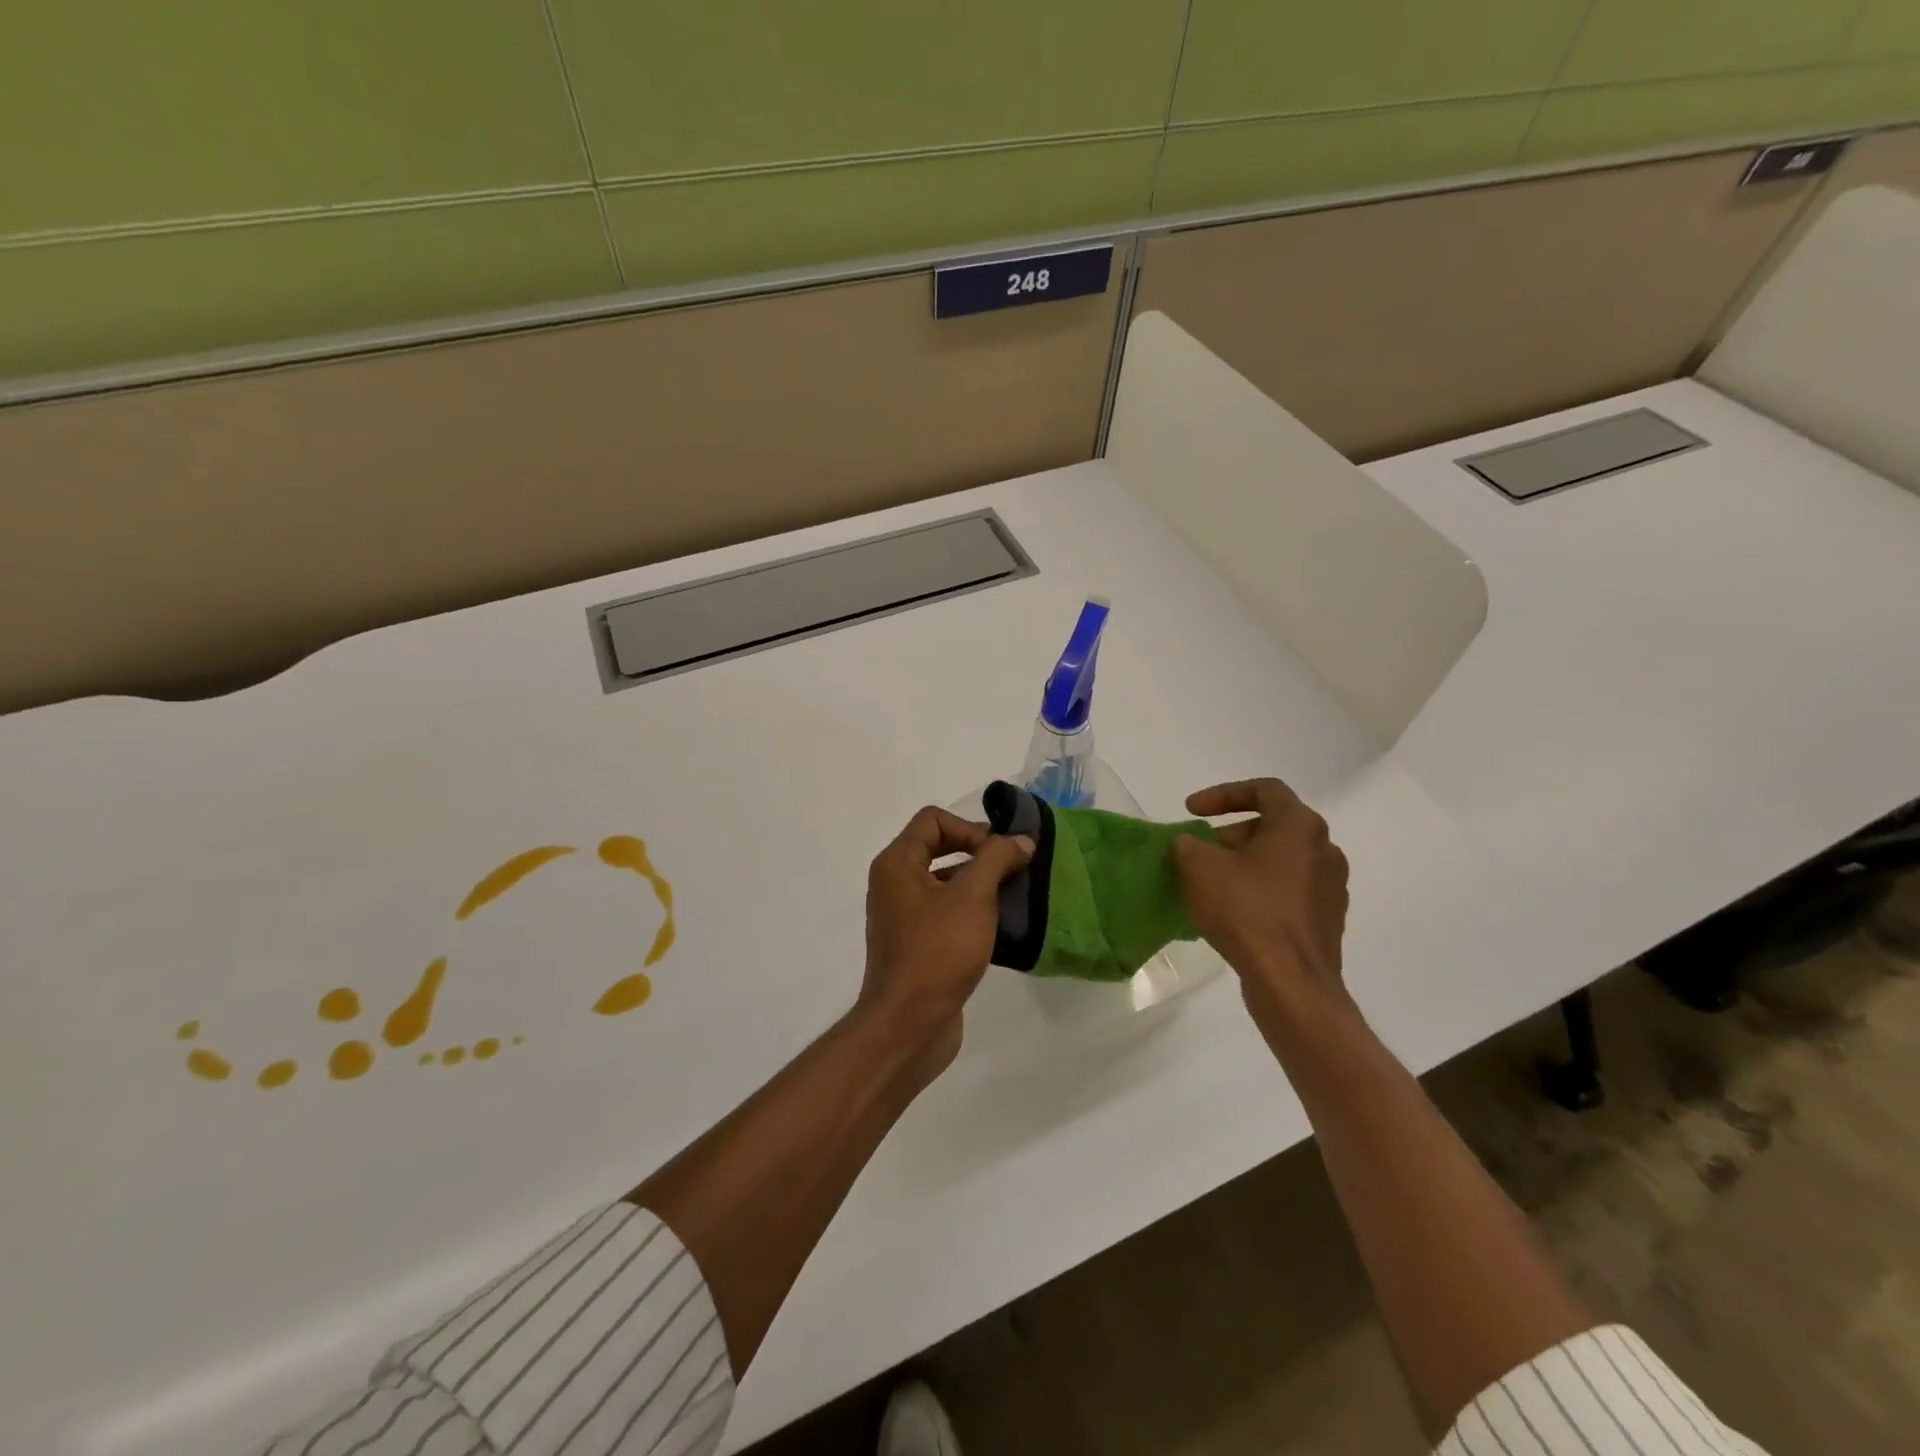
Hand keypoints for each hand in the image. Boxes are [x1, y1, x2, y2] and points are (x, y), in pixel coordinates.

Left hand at [860, 806, 1033, 1078]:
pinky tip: (1000, 927)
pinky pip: (945, 912)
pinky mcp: (916, 944)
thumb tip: (1021, 840)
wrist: (909, 1024)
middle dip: (978, 853)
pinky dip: (972, 911)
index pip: (933, 819)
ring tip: (1014, 897)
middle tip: (1013, 869)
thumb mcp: (973, 896)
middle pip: (938, 847)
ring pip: (945, 882)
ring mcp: (903, 916)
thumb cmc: (938, 951)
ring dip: (979, 883)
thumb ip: (997, 859)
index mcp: (897, 864)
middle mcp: (894, 883)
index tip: (998, 855)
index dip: (970, 828)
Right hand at [1171, 779, 1350, 1029]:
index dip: (1222, 794)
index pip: (1264, 789)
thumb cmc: (1246, 911)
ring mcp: (1331, 887)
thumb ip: (1187, 845)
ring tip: (1212, 884)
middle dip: (1231, 835)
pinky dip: (1260, 891)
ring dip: (1245, 864)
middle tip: (1200, 853)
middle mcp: (1324, 849)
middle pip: (1273, 826)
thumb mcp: (1199, 867)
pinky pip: (1288, 891)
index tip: (1191, 811)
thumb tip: (1188, 846)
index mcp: (1299, 826)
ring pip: (1281, 860)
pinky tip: (1233, 913)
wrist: (1291, 982)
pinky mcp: (1327, 920)